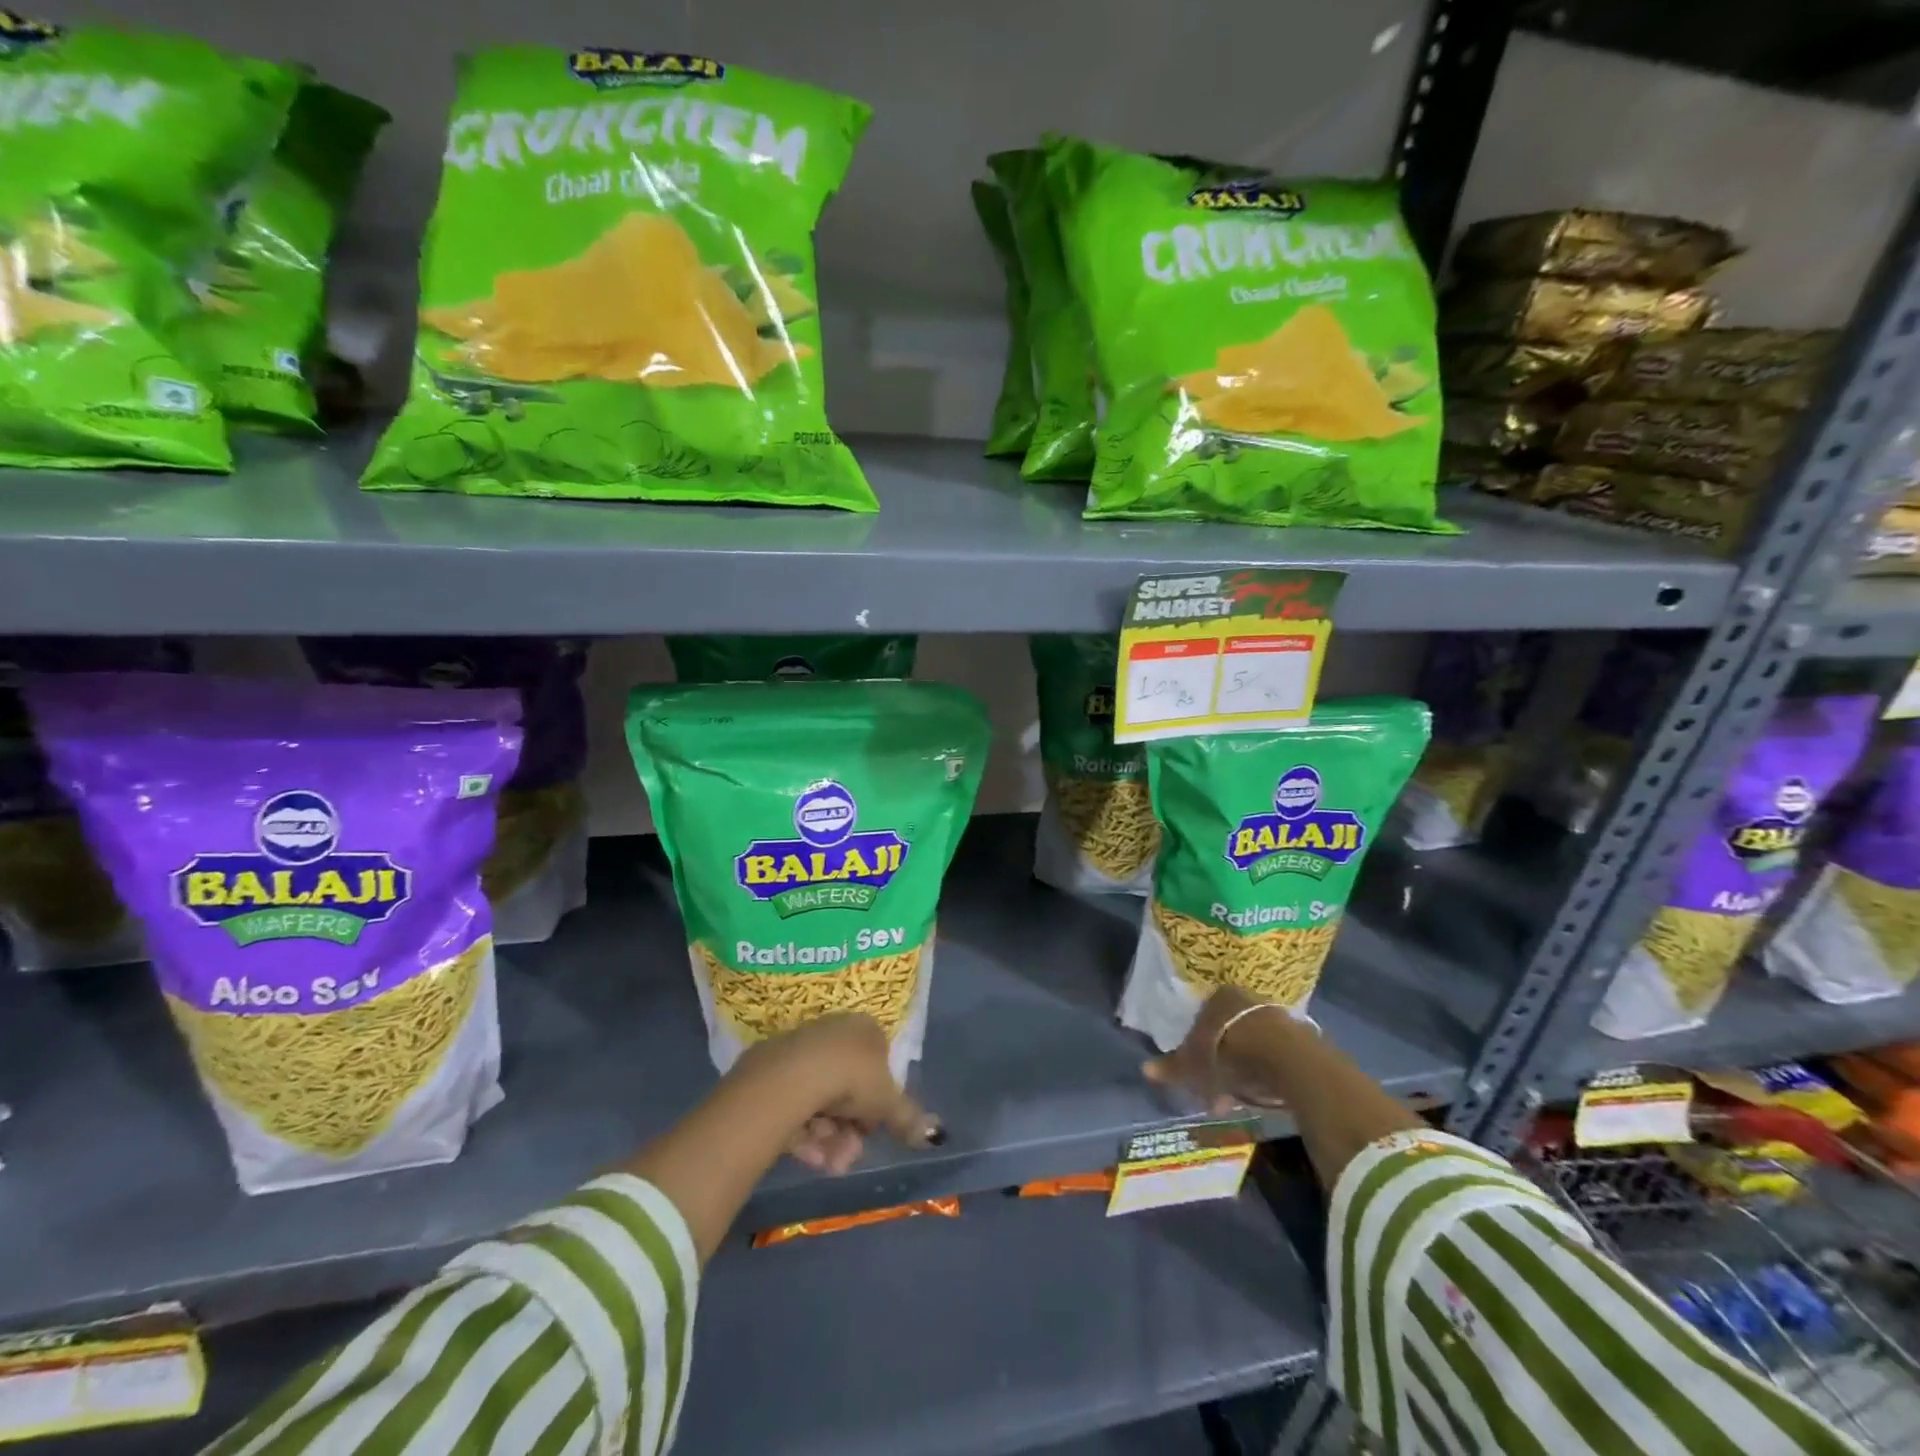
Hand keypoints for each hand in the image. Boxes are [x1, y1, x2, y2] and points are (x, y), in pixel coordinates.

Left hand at [736, 1013, 943, 1174]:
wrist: (792, 1076)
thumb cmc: (851, 1077)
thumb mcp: (888, 1102)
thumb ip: (908, 1118)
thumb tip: (935, 1135)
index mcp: (865, 1029)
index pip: (877, 1067)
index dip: (877, 1104)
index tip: (872, 1130)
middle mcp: (834, 1033)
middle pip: (847, 1089)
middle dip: (850, 1130)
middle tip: (848, 1157)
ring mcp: (802, 1050)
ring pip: (821, 1101)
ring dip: (829, 1139)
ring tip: (828, 1163)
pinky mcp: (772, 1071)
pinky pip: (795, 1105)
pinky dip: (804, 1133)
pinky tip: (808, 1156)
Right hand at [1142, 986, 1290, 1110]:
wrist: (1284, 1059)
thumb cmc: (1228, 1053)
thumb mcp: (1194, 1064)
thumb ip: (1172, 1066)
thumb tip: (1144, 1069)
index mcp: (1217, 997)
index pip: (1202, 1018)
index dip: (1196, 1046)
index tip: (1195, 1070)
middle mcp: (1245, 999)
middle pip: (1226, 1032)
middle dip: (1219, 1062)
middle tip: (1214, 1089)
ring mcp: (1274, 1016)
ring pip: (1250, 1045)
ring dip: (1241, 1071)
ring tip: (1237, 1099)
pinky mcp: (1298, 1038)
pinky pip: (1272, 1056)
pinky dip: (1263, 1073)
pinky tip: (1259, 1093)